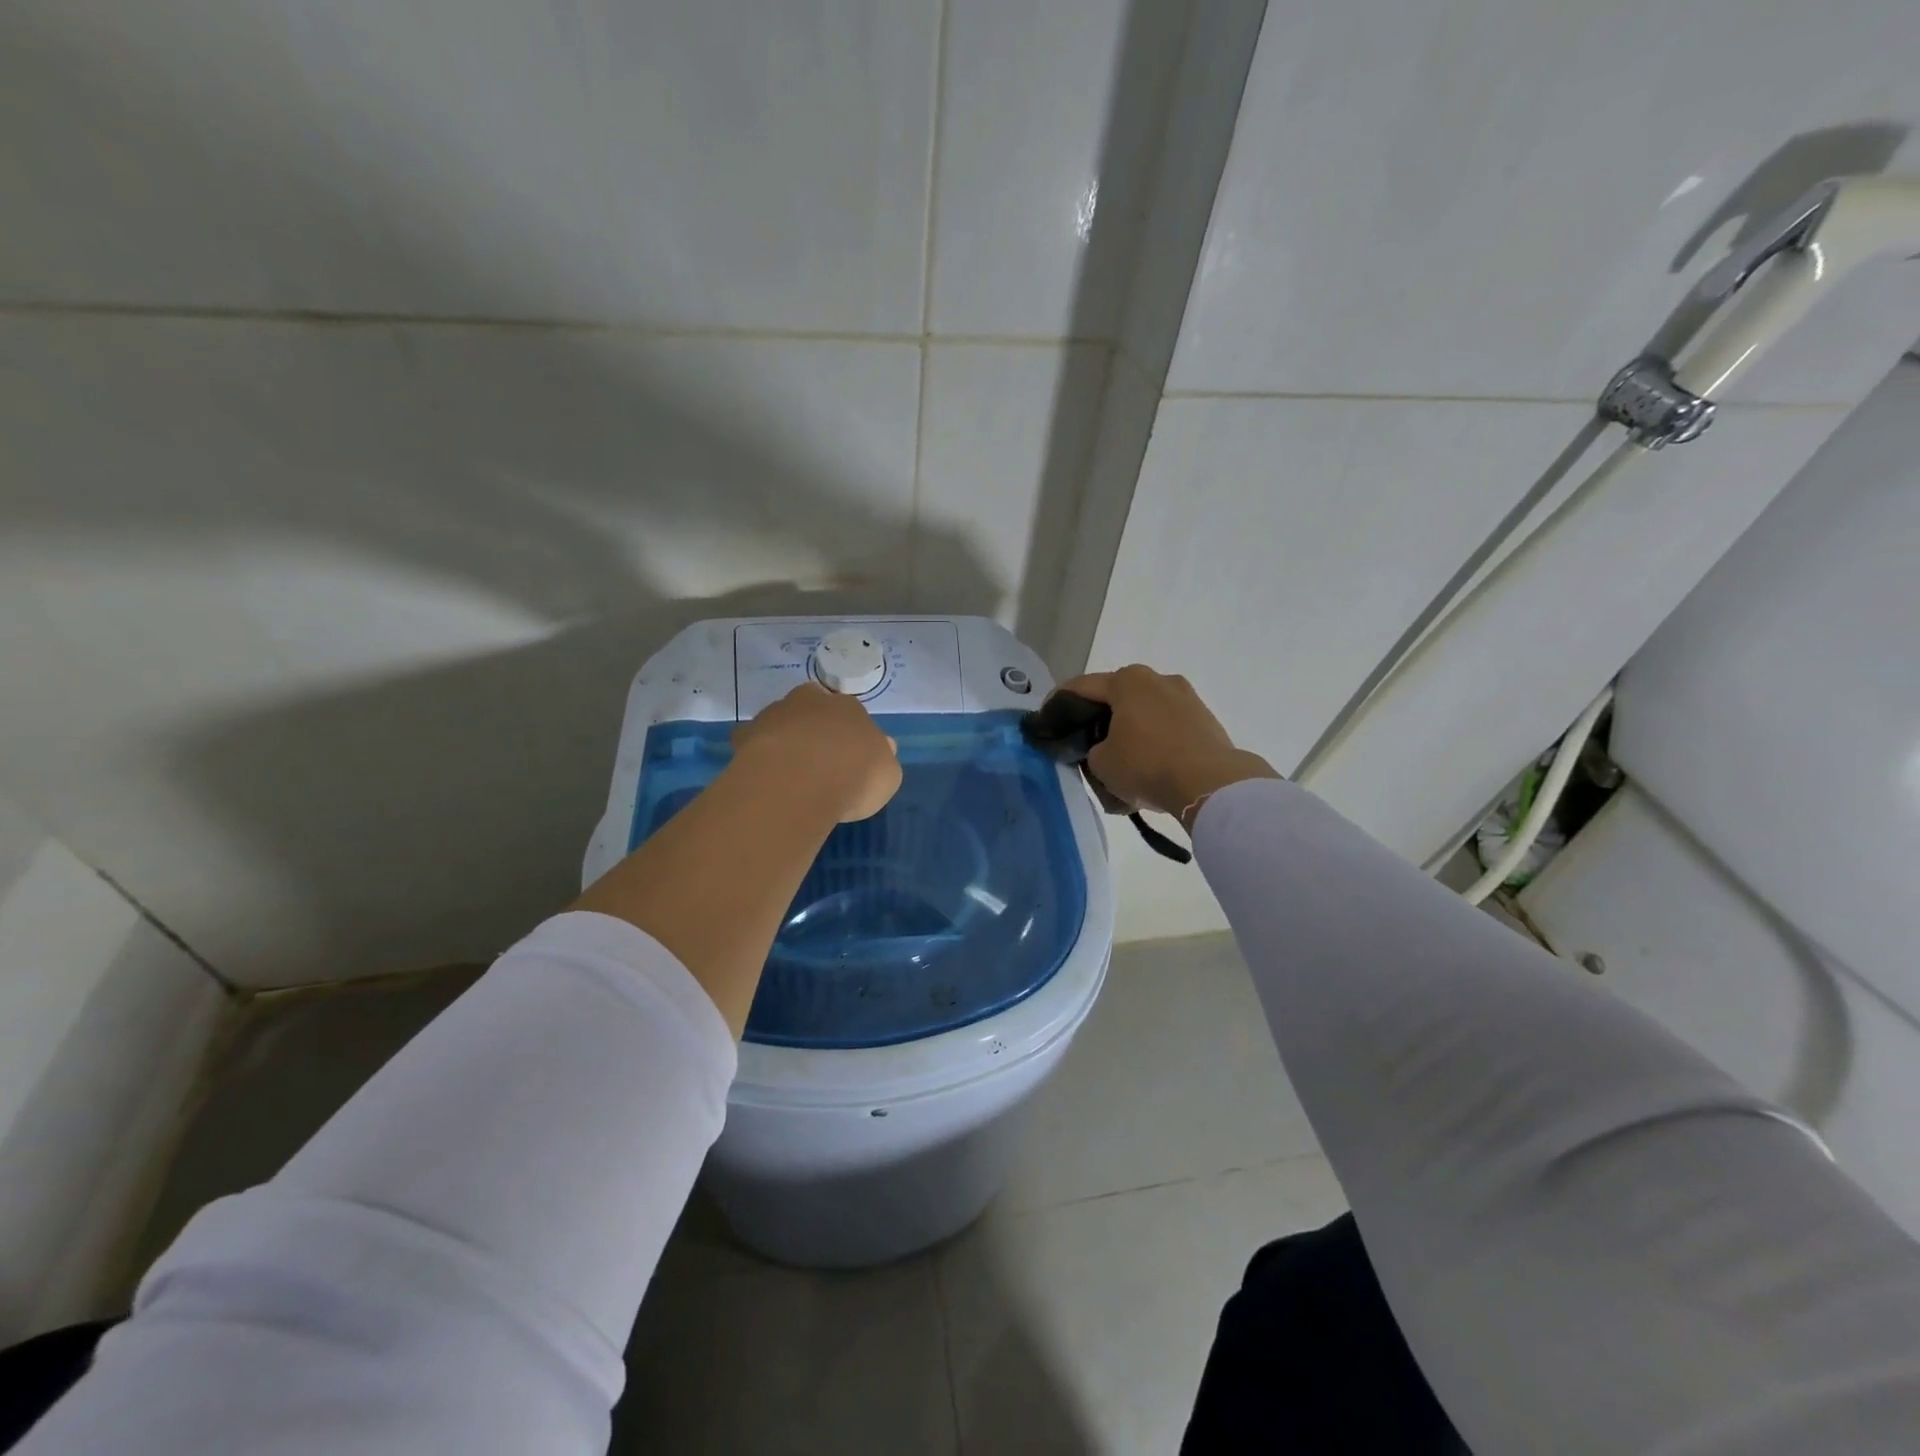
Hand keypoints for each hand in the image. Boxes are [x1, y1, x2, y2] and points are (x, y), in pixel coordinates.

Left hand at [731, 682, 901, 822]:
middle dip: (814, 727)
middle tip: (818, 758)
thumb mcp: (888, 775)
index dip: (850, 735)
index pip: (851, 713)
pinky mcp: (748, 735)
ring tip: (788, 771)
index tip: (849, 757)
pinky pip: (752, 741)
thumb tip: (883, 748)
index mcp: (850, 708)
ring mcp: (777, 714)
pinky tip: (763, 775)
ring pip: (782, 721)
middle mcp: (812, 701)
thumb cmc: (855, 776)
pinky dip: (756, 753)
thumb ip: (883, 759)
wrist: (801, 782)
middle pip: (813, 708)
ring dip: (785, 738)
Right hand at [1055, 666, 1277, 826]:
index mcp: (1127, 680)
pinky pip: (1167, 727)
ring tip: (1120, 761)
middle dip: (1098, 719)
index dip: (1058, 703)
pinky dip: (1153, 742)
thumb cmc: (1146, 764)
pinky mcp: (1205, 719)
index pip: (1080, 687)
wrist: (1210, 784)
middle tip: (1083, 743)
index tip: (1046, 720)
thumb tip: (1102, 750)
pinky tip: (1148, 767)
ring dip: (1129, 732)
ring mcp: (1186, 697)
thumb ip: (1091, 750)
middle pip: (1116, 698)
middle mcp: (1157, 679)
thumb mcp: (1100, 763)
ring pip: (1144, 713)